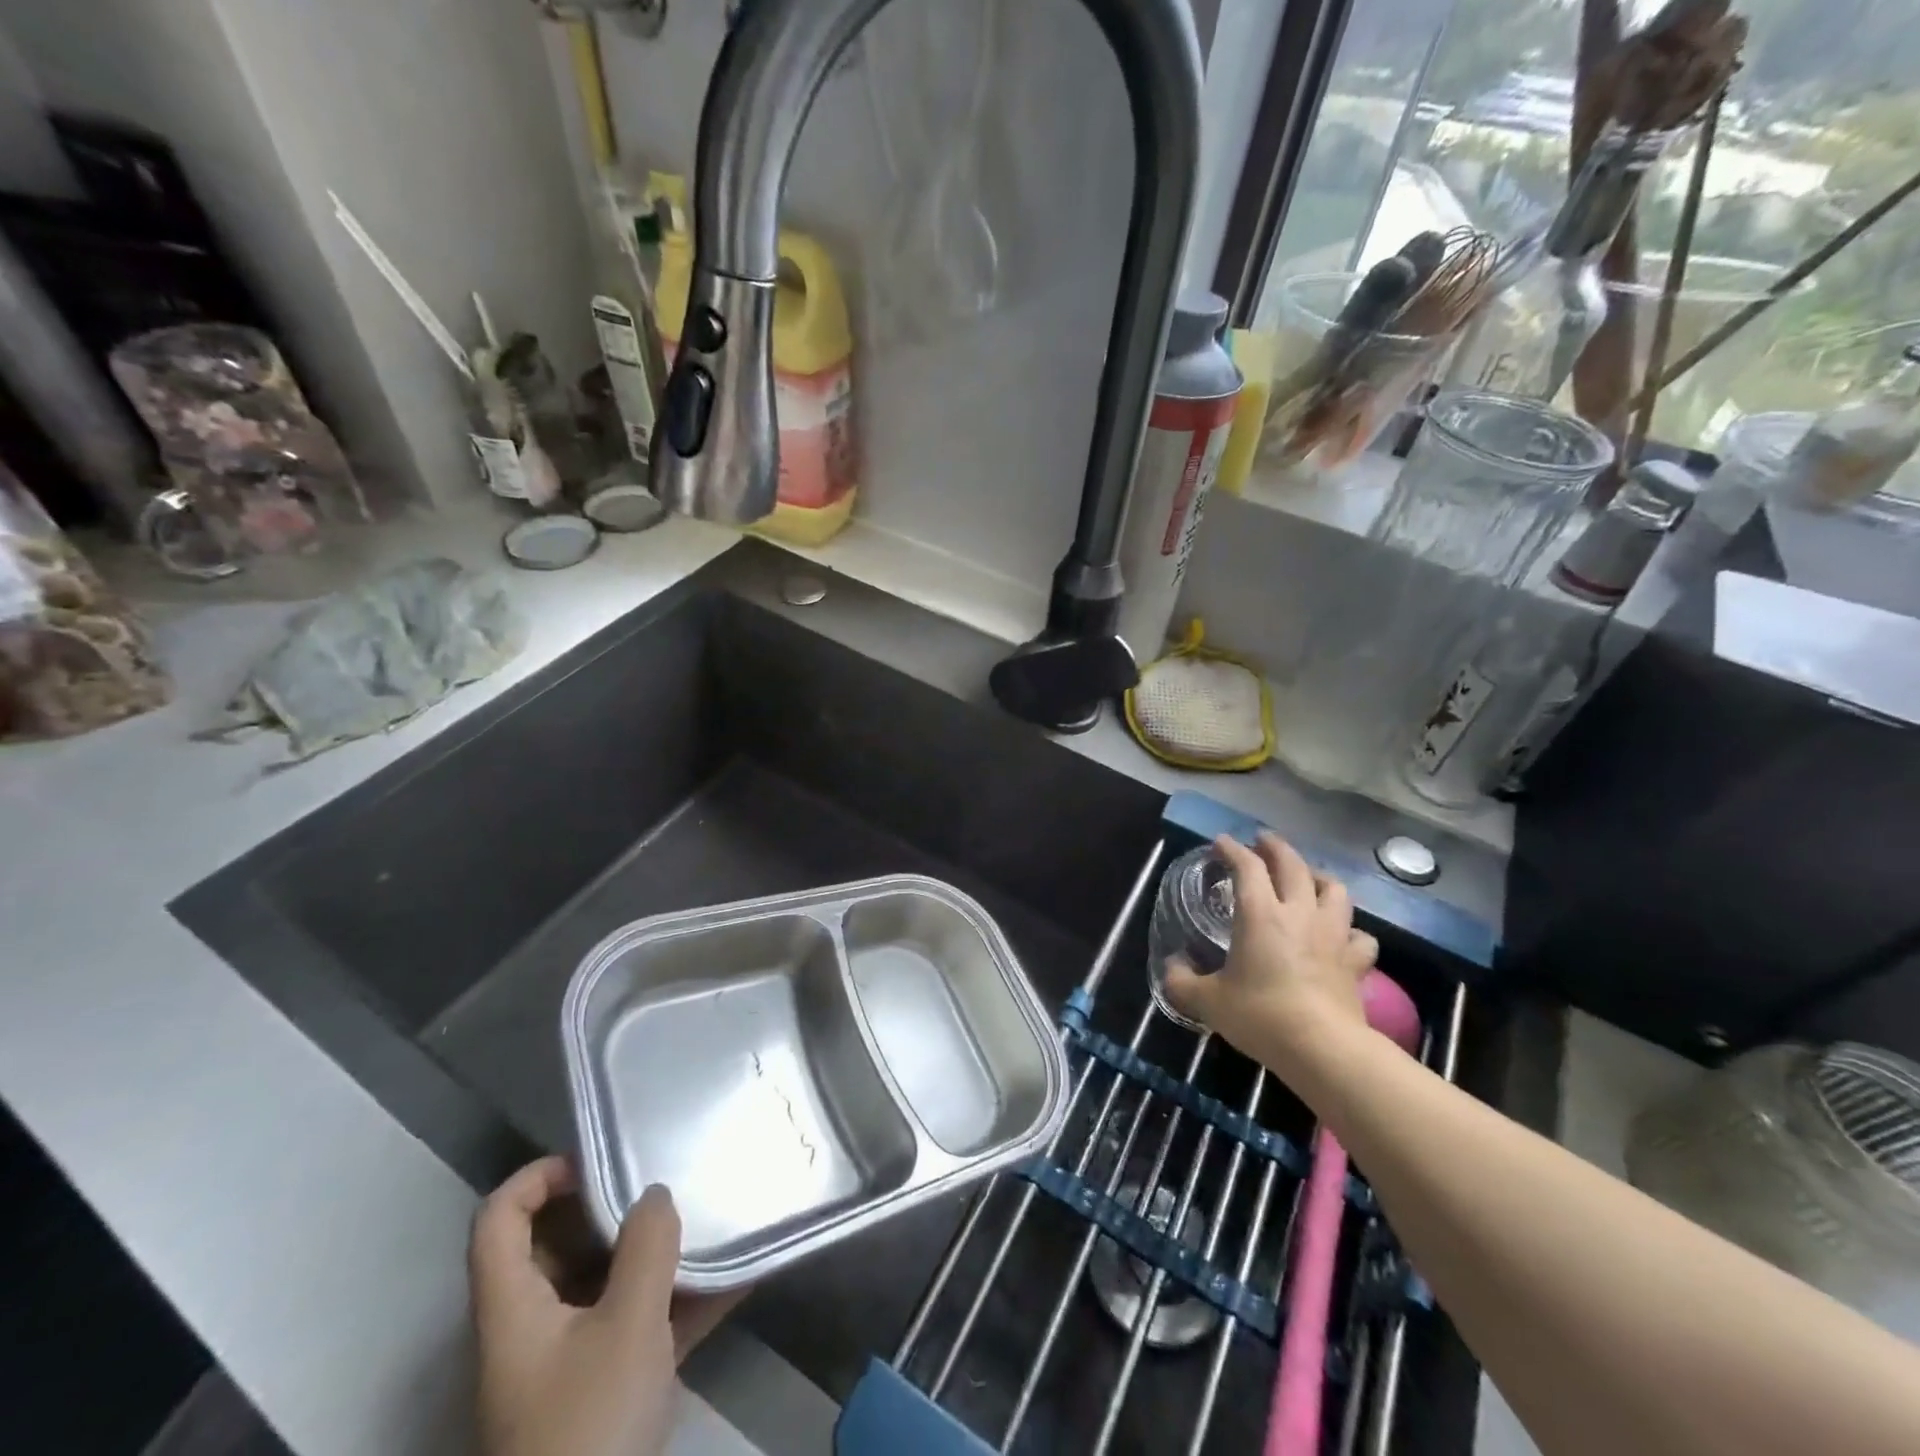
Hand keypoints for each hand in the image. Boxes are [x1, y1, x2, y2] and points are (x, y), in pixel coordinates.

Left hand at [469, 1157, 742, 1455]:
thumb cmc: (589, 1427)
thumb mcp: (626, 1327)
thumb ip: (646, 1249)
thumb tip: (655, 1194)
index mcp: (515, 1308)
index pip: (499, 1220)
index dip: (537, 1176)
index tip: (598, 1159)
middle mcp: (533, 1328)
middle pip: (557, 1246)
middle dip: (612, 1209)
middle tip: (664, 1181)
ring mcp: (569, 1362)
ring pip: (605, 1284)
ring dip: (655, 1254)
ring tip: (707, 1219)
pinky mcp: (606, 1391)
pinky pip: (641, 1324)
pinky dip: (681, 1301)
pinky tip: (737, 1281)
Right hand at [1165, 833, 1377, 1069]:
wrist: (1322, 1049)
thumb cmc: (1261, 1016)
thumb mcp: (1208, 1001)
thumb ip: (1182, 981)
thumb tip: (1171, 967)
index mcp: (1260, 914)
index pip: (1247, 867)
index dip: (1233, 849)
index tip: (1222, 842)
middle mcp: (1299, 914)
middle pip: (1294, 865)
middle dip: (1276, 848)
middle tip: (1263, 841)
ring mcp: (1332, 936)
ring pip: (1334, 890)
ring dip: (1318, 877)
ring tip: (1307, 878)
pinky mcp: (1355, 962)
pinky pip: (1359, 935)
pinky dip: (1349, 929)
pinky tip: (1340, 934)